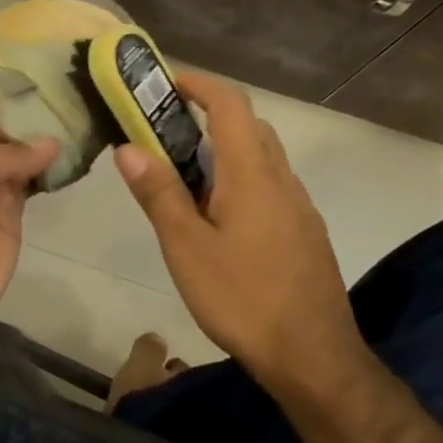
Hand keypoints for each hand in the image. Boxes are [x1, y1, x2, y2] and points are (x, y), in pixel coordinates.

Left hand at [0, 98, 59, 359]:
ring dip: (43, 135)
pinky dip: (51, 166)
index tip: (34, 64)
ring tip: (80, 107)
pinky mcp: (12, 211)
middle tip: (68, 81)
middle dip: (25, 106)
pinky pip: (33, 180)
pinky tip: (76, 146)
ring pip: (18, 151)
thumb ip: (3, 149)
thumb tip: (52, 144)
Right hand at [114, 73, 364, 388]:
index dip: (199, 84)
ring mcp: (298, 207)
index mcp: (252, 174)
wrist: (313, 357)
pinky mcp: (304, 232)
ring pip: (261, 158)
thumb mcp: (186, 247)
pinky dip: (240, 179)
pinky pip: (270, 186)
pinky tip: (218, 217)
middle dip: (207, 116)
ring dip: (224, 150)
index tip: (165, 84)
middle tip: (164, 133)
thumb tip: (128, 147)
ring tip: (182, 176)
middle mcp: (281, 180)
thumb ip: (159, 193)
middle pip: (249, 126)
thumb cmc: (242, 298)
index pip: (231, 104)